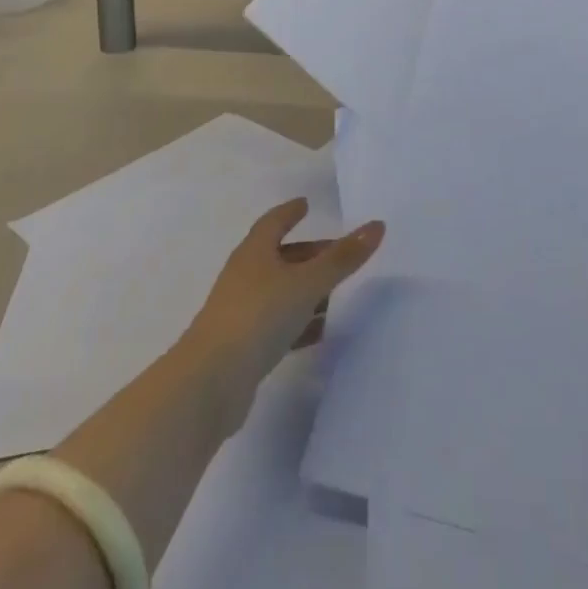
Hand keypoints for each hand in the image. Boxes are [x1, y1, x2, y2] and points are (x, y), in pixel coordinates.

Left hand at [185, 199, 383, 394]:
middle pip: (280, 256)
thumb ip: (342, 258)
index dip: (290, 212)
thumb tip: (377, 225)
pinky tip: (320, 331)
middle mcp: (245, 276)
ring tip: (336, 292)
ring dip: (305, 289)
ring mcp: (241, 312)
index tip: (305, 204)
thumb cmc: (258, 317)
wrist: (210, 384)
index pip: (274, 222)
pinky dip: (299, 321)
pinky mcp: (243, 347)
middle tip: (339, 254)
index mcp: (254, 252)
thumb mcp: (306, 283)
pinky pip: (278, 324)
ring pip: (280, 291)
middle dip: (309, 253)